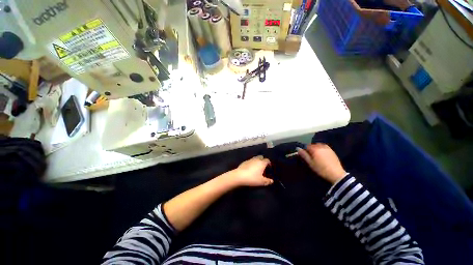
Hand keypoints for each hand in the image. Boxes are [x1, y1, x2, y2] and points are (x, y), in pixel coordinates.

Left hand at [230, 156, 273, 186]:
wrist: (239, 176)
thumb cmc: (252, 178)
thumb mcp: (261, 182)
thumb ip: (268, 181)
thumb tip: (272, 181)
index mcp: (262, 163)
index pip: (267, 160)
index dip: (269, 163)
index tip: (269, 168)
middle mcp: (256, 159)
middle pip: (261, 157)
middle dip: (263, 160)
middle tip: (263, 167)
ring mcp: (250, 160)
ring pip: (255, 158)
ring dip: (257, 161)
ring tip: (257, 167)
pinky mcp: (244, 161)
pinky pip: (250, 161)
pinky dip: (252, 163)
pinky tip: (250, 168)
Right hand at [297, 144, 346, 183]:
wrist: (336, 174)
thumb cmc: (321, 169)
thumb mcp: (310, 163)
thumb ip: (304, 155)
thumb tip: (298, 149)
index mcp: (315, 149)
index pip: (306, 146)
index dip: (305, 150)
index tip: (305, 155)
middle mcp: (321, 146)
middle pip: (313, 145)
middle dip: (310, 149)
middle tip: (311, 156)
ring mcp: (327, 148)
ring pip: (319, 145)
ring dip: (316, 148)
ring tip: (316, 155)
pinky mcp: (332, 151)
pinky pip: (324, 147)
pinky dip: (321, 149)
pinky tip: (322, 155)